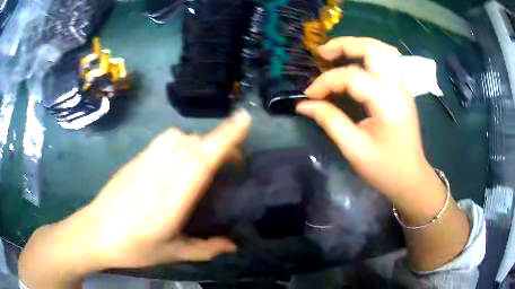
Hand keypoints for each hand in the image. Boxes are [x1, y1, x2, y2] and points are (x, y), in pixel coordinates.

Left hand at [19, 110, 250, 287]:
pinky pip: (163, 141)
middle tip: (231, 162)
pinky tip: (178, 161)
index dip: (224, 137)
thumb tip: (233, 246)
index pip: (201, 160)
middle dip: (219, 144)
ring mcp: (144, 163)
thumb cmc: (133, 247)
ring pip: (177, 136)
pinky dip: (179, 142)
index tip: (244, 120)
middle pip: (193, 144)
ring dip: (197, 142)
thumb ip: (205, 249)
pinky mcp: (135, 159)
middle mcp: (159, 174)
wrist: (95, 232)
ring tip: (203, 161)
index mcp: (171, 199)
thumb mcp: (172, 253)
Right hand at [297, 37, 471, 271]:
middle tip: (323, 53)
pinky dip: (374, 51)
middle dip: (344, 45)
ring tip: (340, 50)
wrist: (411, 178)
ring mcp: (404, 87)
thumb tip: (304, 104)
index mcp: (387, 103)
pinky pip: (391, 59)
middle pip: (372, 50)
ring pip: (384, 49)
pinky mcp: (404, 90)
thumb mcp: (354, 149)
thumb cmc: (384, 169)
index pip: (352, 77)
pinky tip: (361, 58)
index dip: (326, 82)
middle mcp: (398, 88)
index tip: (310, 95)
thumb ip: (329, 121)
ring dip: (360, 44)